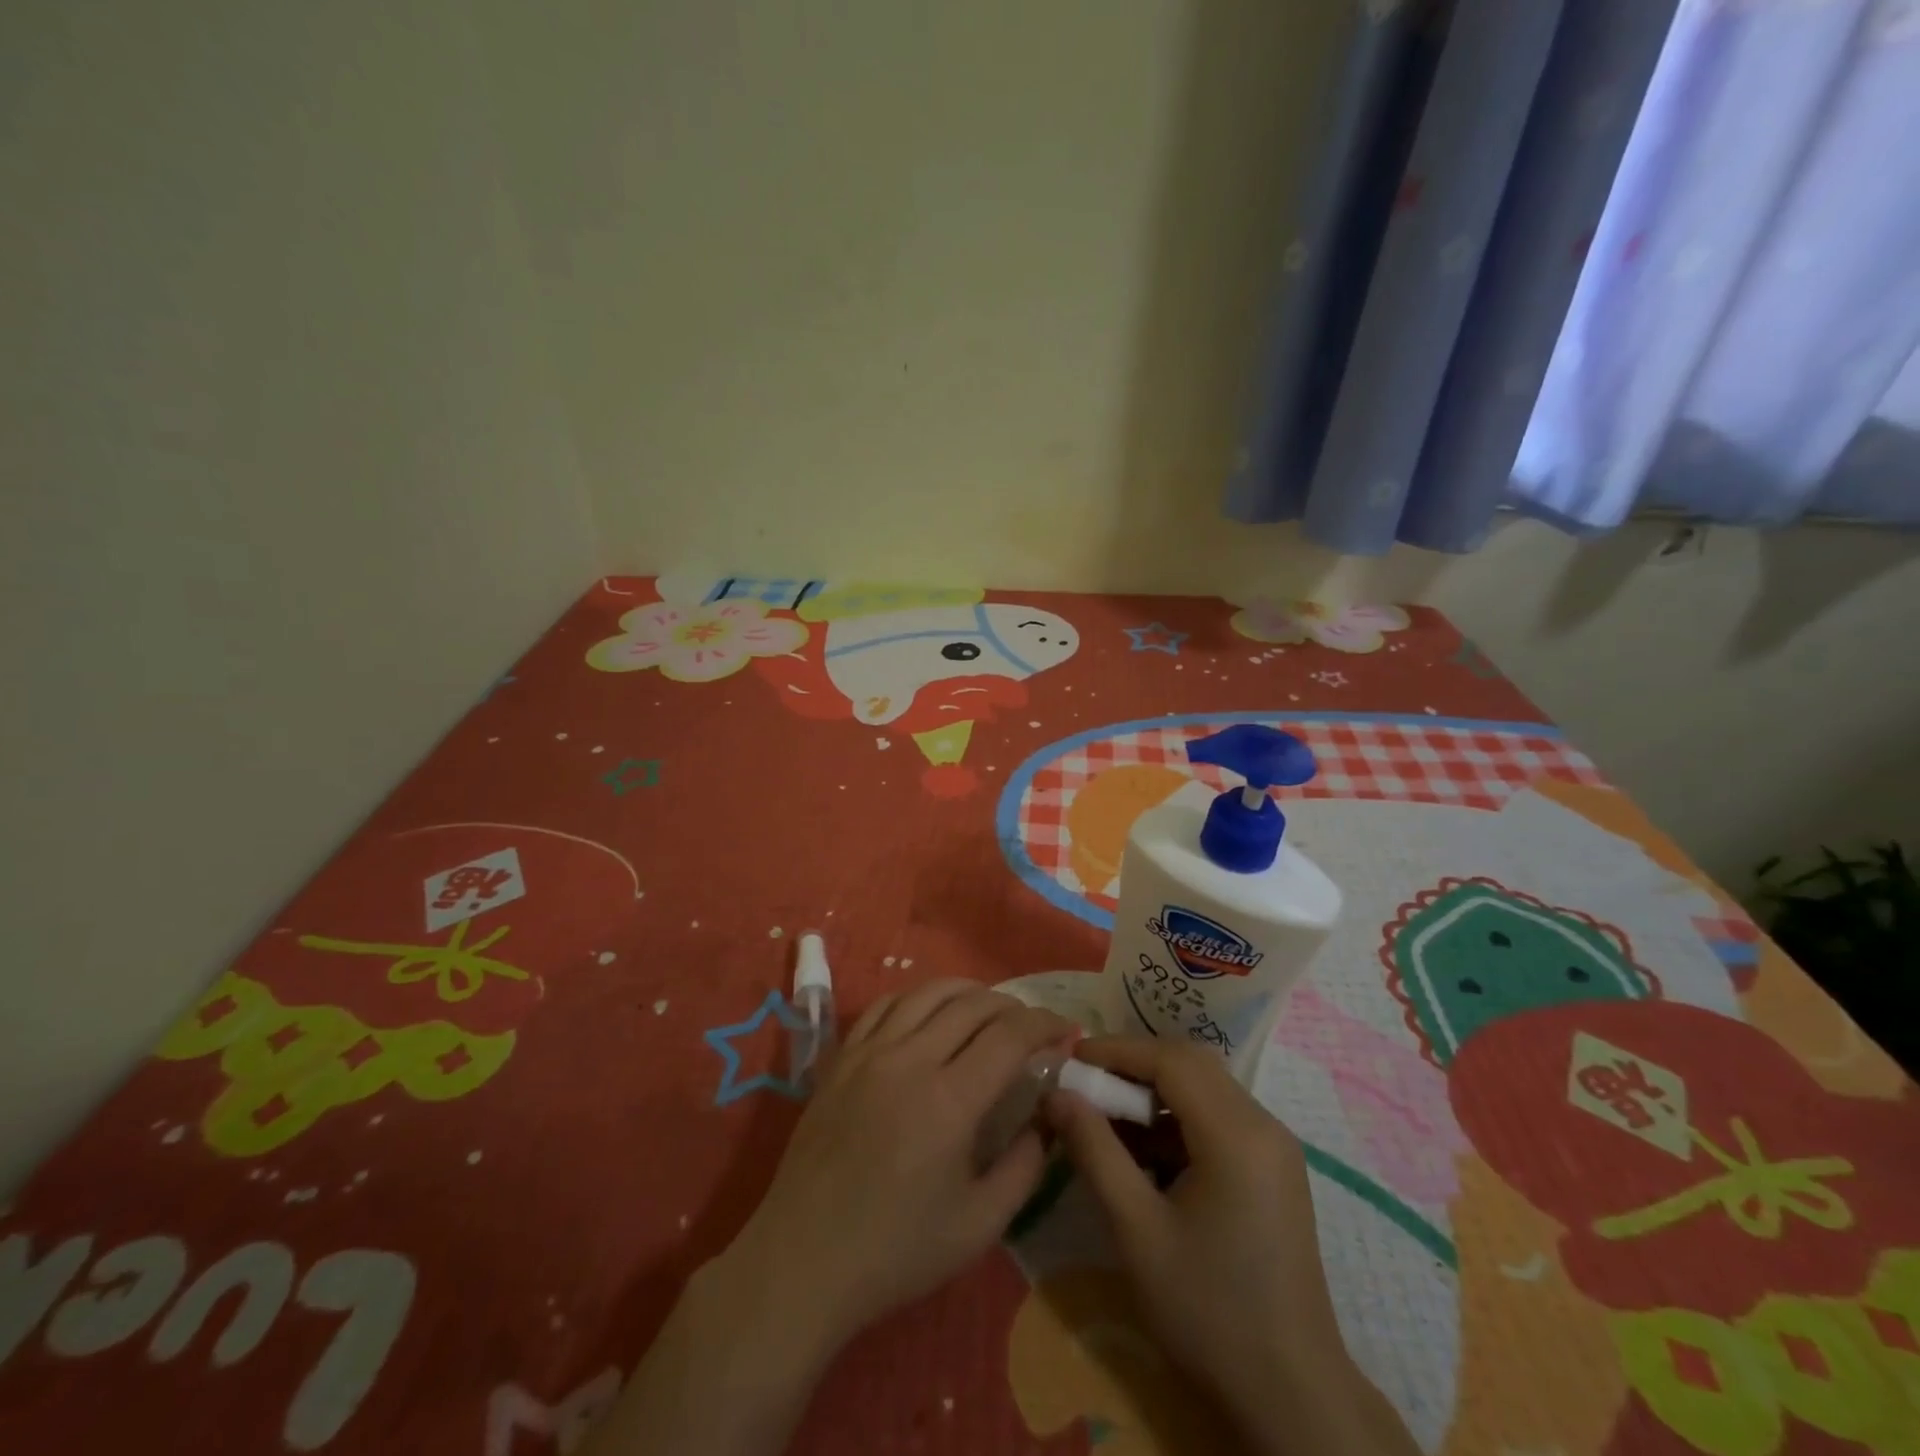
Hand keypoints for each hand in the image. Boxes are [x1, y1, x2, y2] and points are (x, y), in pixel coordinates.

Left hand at [593, 982, 1071, 1455]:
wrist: (804, 1260)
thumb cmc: (896, 1251)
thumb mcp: (979, 1225)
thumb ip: (1025, 1165)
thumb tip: (1048, 1117)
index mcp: (950, 1100)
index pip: (1009, 1035)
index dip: (1044, 1024)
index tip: (1065, 1030)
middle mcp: (911, 1060)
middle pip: (973, 1004)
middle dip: (1013, 1006)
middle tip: (1031, 1026)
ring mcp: (870, 1053)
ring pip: (928, 993)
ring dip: (968, 992)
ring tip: (988, 1010)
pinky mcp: (842, 1058)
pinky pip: (885, 1005)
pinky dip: (918, 999)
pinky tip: (929, 1014)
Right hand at [1047, 1037, 1418, 1455]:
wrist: (1292, 1397)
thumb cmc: (1208, 1312)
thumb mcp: (1136, 1230)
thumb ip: (1094, 1150)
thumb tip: (1057, 1093)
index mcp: (1236, 1133)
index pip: (1170, 1059)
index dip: (1117, 1050)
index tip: (1071, 1059)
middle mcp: (1263, 1124)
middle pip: (1190, 1065)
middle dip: (1133, 1067)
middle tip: (1085, 1086)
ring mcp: (1274, 1147)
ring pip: (1204, 1089)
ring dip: (1153, 1094)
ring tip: (1106, 1122)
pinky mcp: (1273, 1169)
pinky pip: (1218, 1119)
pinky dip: (1176, 1121)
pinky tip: (1144, 1156)